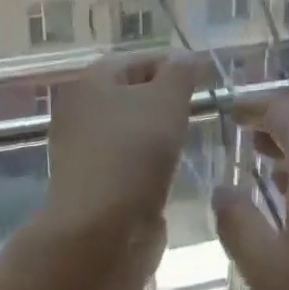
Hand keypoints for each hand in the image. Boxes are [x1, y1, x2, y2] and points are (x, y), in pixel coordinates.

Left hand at [46, 53, 203, 238]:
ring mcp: (84, 148)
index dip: (174, 67)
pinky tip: (169, 172)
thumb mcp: (166, 101)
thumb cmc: (133, 154)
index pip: (140, 60)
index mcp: (91, 81)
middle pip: (133, 94)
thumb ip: (180, 73)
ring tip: (188, 143)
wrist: (100, 232)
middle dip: (167, 102)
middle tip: (200, 113)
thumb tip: (187, 57)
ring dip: (159, 135)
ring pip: (132, 129)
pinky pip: (128, 161)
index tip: (207, 84)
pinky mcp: (94, 182)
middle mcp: (81, 109)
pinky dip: (149, 164)